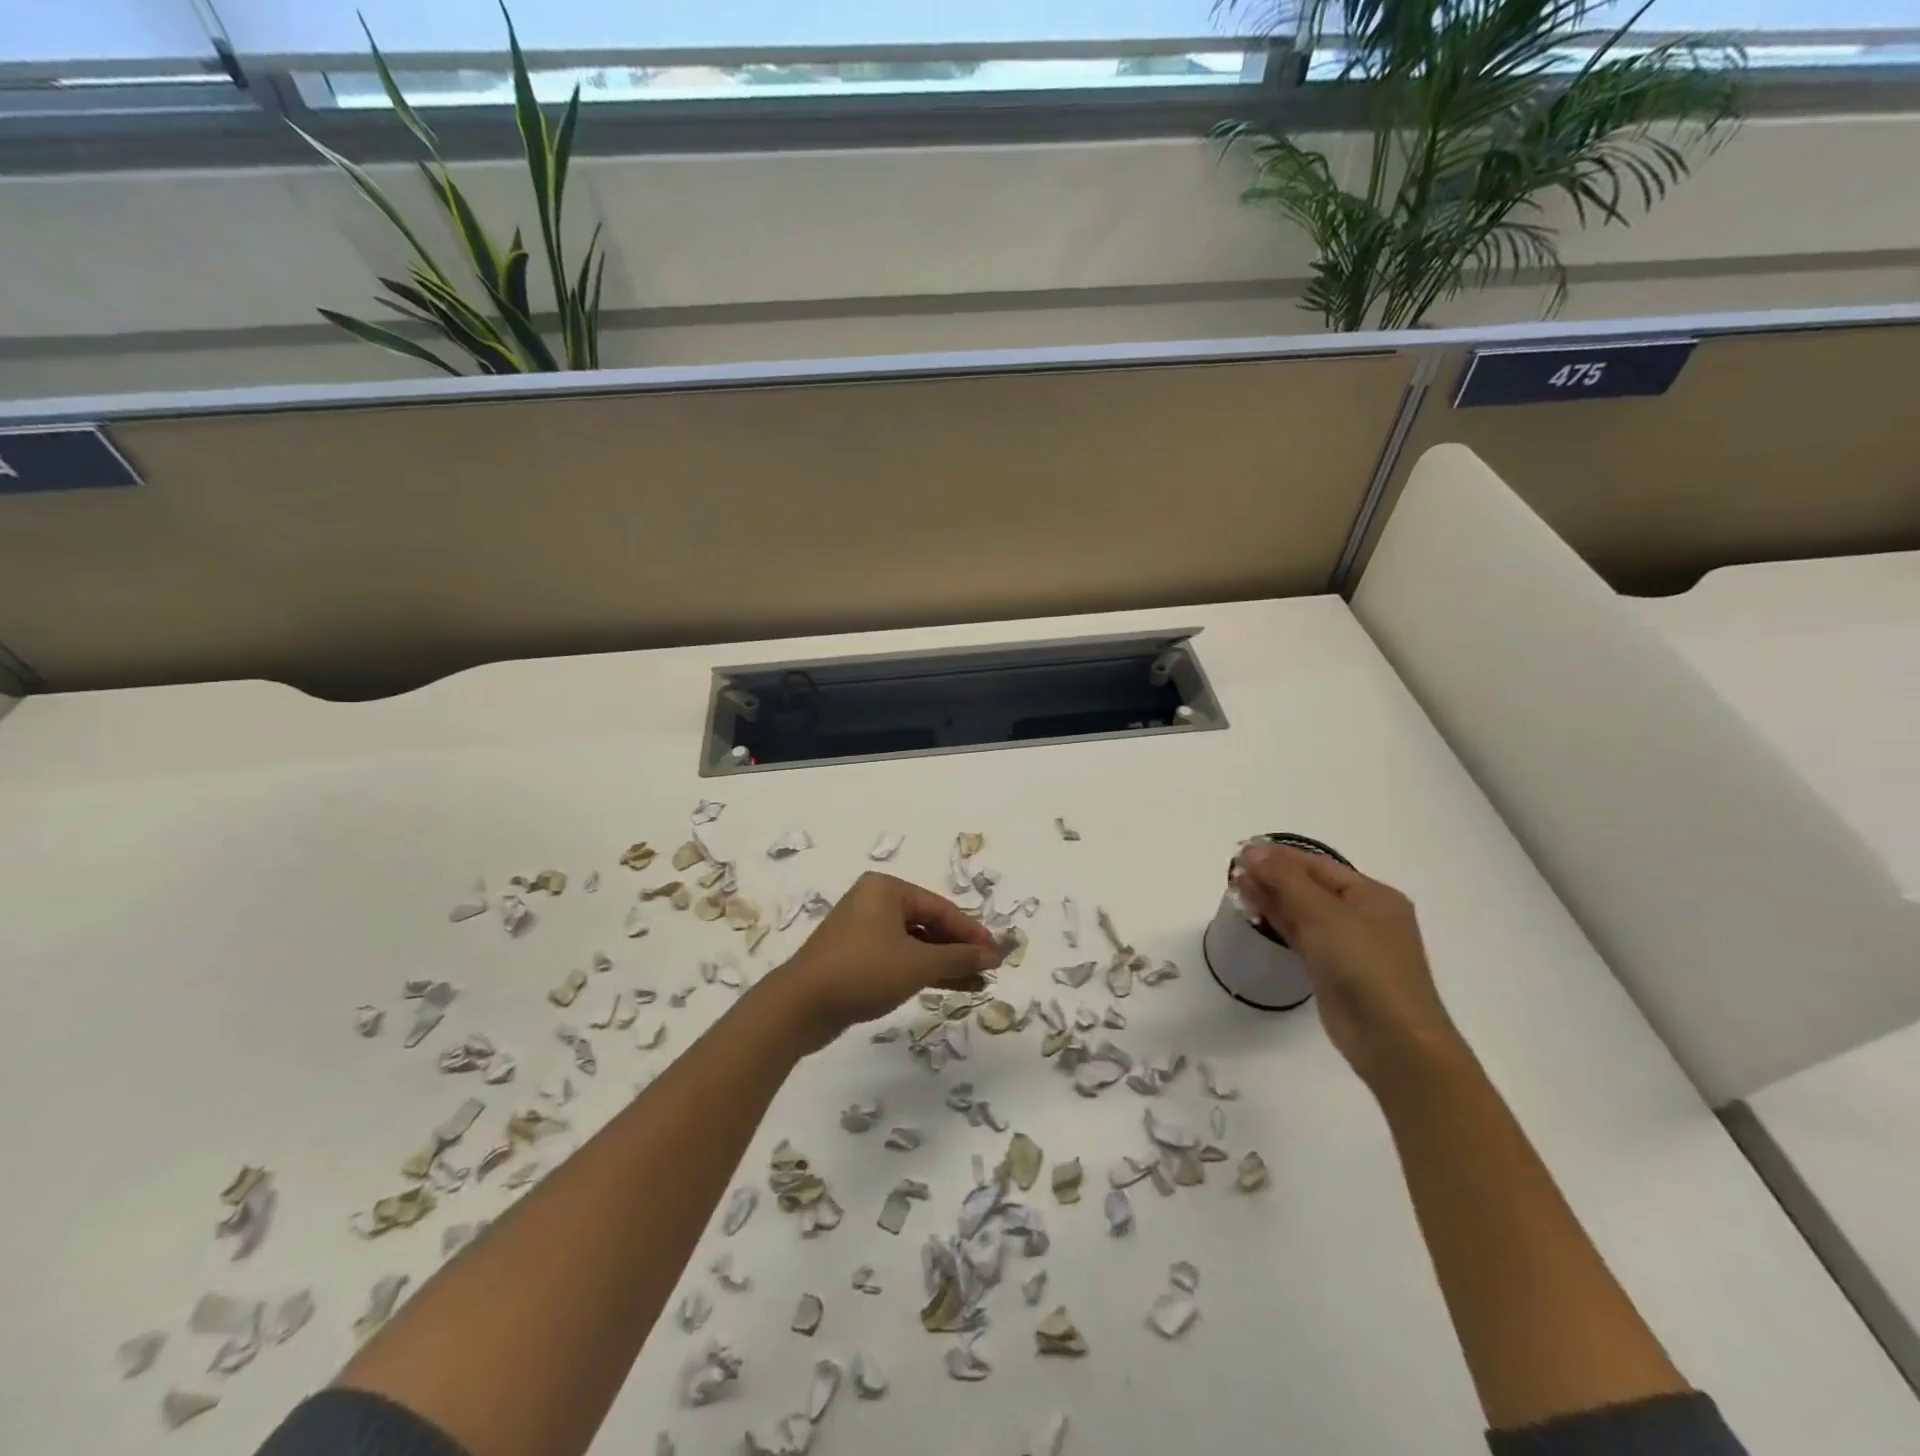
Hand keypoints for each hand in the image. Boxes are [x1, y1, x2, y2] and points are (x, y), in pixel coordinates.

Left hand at [771, 872, 1003, 1051]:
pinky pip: (898, 957)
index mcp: (887, 890)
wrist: (801, 1005)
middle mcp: (874, 902)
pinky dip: (921, 970)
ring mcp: (862, 930)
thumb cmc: (863, 971)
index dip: (972, 933)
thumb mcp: (917, 964)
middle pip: (928, 923)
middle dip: (959, 948)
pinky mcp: (855, 957)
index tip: (997, 955)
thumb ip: (958, 957)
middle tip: (988, 969)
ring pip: (914, 943)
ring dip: (944, 962)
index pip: (941, 908)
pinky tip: (947, 986)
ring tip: (976, 983)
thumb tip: (992, 955)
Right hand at [1235, 844, 1463, 1089]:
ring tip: (1235, 888)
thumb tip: (1252, 850)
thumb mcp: (1322, 912)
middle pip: (1310, 887)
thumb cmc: (1362, 964)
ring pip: (1304, 912)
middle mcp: (1363, 916)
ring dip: (1272, 898)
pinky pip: (1302, 936)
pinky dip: (1279, 923)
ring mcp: (1349, 945)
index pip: (1318, 865)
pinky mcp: (1333, 970)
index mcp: (1372, 895)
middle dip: (1273, 876)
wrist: (1391, 1039)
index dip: (1279, 856)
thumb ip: (1284, 879)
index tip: (1241, 852)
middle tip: (1233, 871)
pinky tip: (1254, 914)